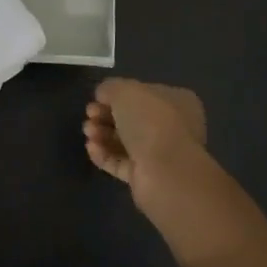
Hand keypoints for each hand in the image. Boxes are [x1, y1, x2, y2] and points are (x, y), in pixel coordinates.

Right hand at [83, 78, 207, 200]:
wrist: (166, 174)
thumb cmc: (150, 122)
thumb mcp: (125, 91)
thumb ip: (110, 88)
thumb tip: (103, 94)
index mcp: (177, 102)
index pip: (144, 94)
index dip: (118, 94)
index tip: (97, 97)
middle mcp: (172, 127)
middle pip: (132, 118)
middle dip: (106, 115)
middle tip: (90, 115)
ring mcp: (160, 155)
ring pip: (125, 141)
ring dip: (103, 134)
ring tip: (88, 132)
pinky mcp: (147, 179)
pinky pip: (121, 163)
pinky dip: (105, 154)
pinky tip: (91, 148)